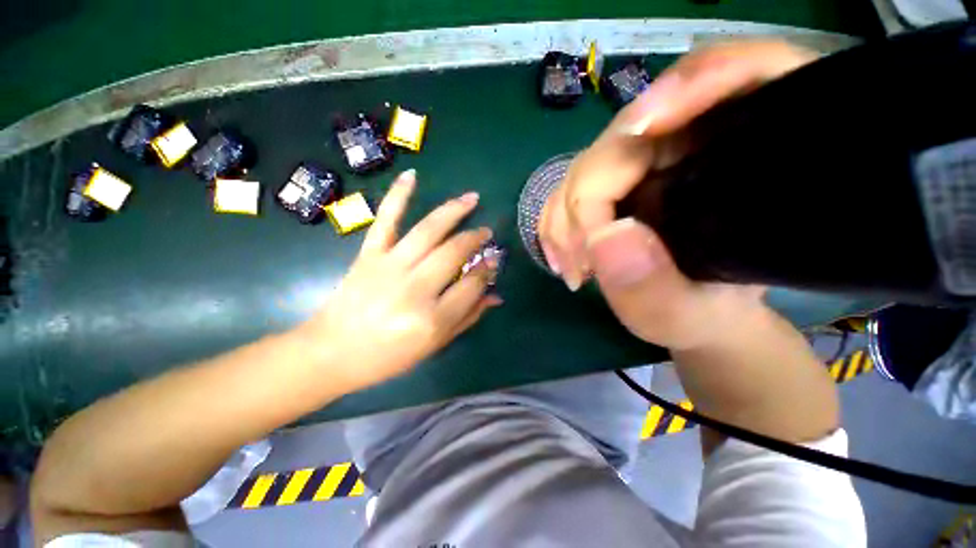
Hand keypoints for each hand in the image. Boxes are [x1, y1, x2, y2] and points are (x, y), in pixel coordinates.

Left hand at [298, 170, 501, 389]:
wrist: (332, 352)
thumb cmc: (387, 357)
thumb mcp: (434, 346)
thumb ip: (467, 318)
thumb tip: (495, 295)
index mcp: (433, 319)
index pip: (471, 285)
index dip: (486, 270)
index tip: (493, 261)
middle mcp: (415, 289)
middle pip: (454, 253)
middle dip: (475, 239)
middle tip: (486, 232)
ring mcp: (389, 267)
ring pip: (428, 231)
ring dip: (454, 211)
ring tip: (472, 198)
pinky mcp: (368, 255)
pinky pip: (385, 220)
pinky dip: (398, 196)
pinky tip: (413, 176)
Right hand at [539, 41, 816, 349]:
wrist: (694, 315)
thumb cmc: (704, 316)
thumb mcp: (689, 316)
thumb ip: (655, 288)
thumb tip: (605, 236)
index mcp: (747, 160)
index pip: (741, 75)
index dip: (692, 85)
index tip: (640, 134)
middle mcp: (696, 148)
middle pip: (630, 132)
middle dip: (590, 197)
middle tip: (580, 262)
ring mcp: (648, 163)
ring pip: (591, 162)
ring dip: (568, 217)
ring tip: (573, 269)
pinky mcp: (617, 181)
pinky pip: (574, 185)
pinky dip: (559, 219)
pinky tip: (562, 255)